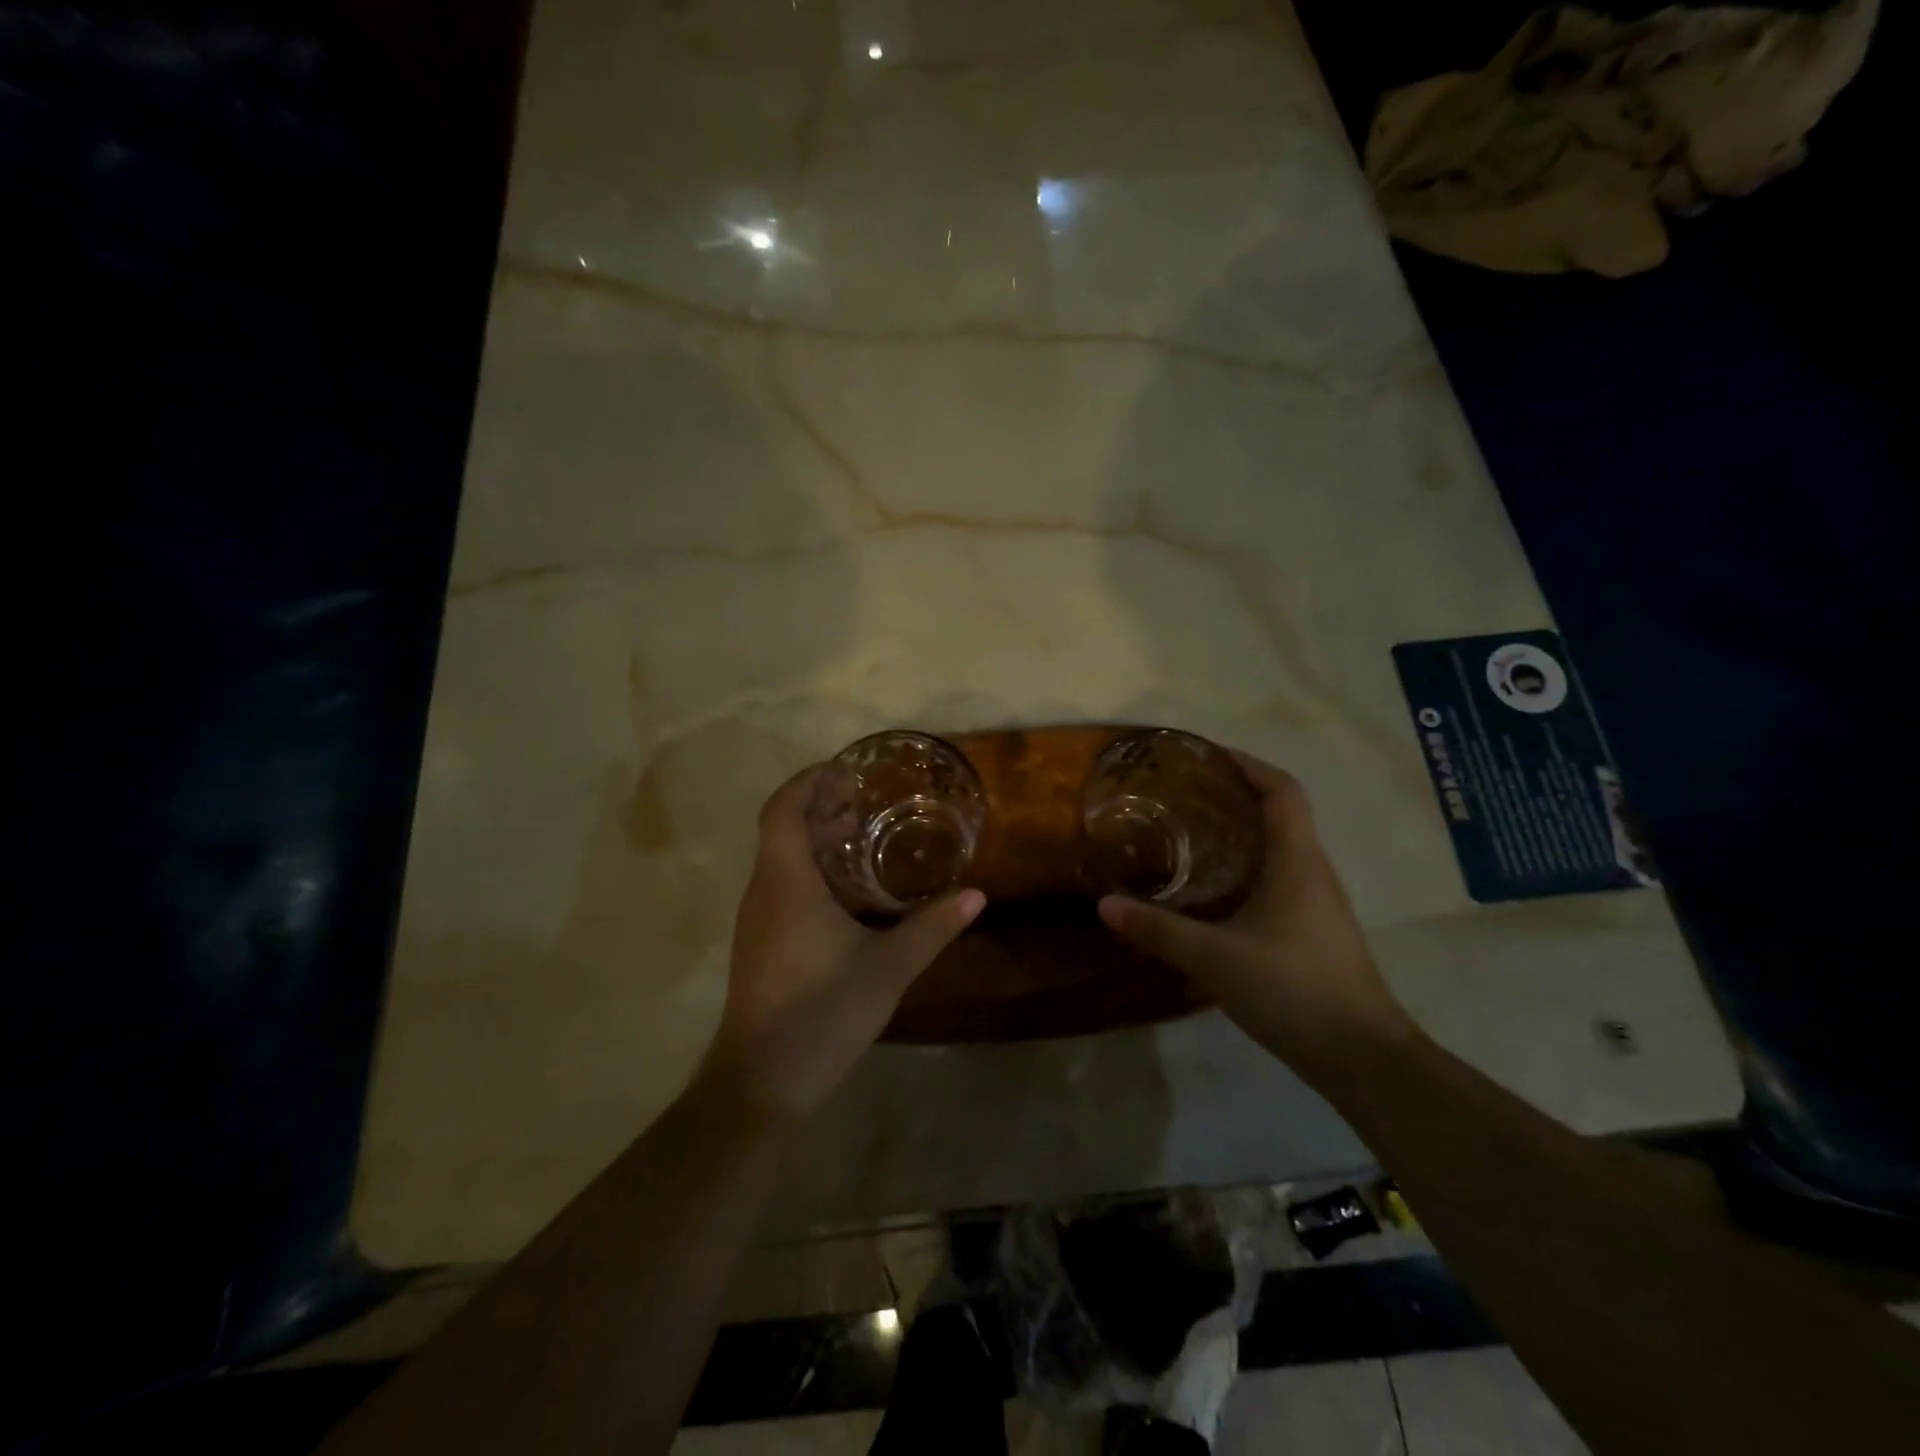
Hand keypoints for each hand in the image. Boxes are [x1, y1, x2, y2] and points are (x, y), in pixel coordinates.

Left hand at [702, 765, 985, 1119]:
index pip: (783, 808)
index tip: (845, 770)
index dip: (809, 781)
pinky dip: (812, 870)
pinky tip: (849, 892)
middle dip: (821, 807)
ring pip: (782, 859)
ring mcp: (757, 919)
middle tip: (868, 801)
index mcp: (786, 881)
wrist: (761, 1081)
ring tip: (864, 836)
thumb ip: (932, 928)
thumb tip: (976, 895)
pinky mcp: (760, 944)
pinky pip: (782, 886)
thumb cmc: (821, 1011)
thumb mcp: (888, 967)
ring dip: (817, 839)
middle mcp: (764, 891)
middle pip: (783, 829)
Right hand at [1097, 753, 1415, 1085]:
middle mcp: (1313, 872)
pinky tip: (1214, 894)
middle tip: (1184, 797)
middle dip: (1235, 796)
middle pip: (1280, 815)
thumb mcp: (1215, 958)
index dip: (1248, 764)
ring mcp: (1319, 904)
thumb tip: (1105, 905)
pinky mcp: (1315, 931)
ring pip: (1280, 850)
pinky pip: (1279, 880)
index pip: (1282, 790)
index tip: (1209, 757)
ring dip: (1241, 834)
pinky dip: (1247, 869)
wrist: (1362, 1057)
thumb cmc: (1294, 989)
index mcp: (1297, 861)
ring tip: (1191, 837)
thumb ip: (1159, 930)